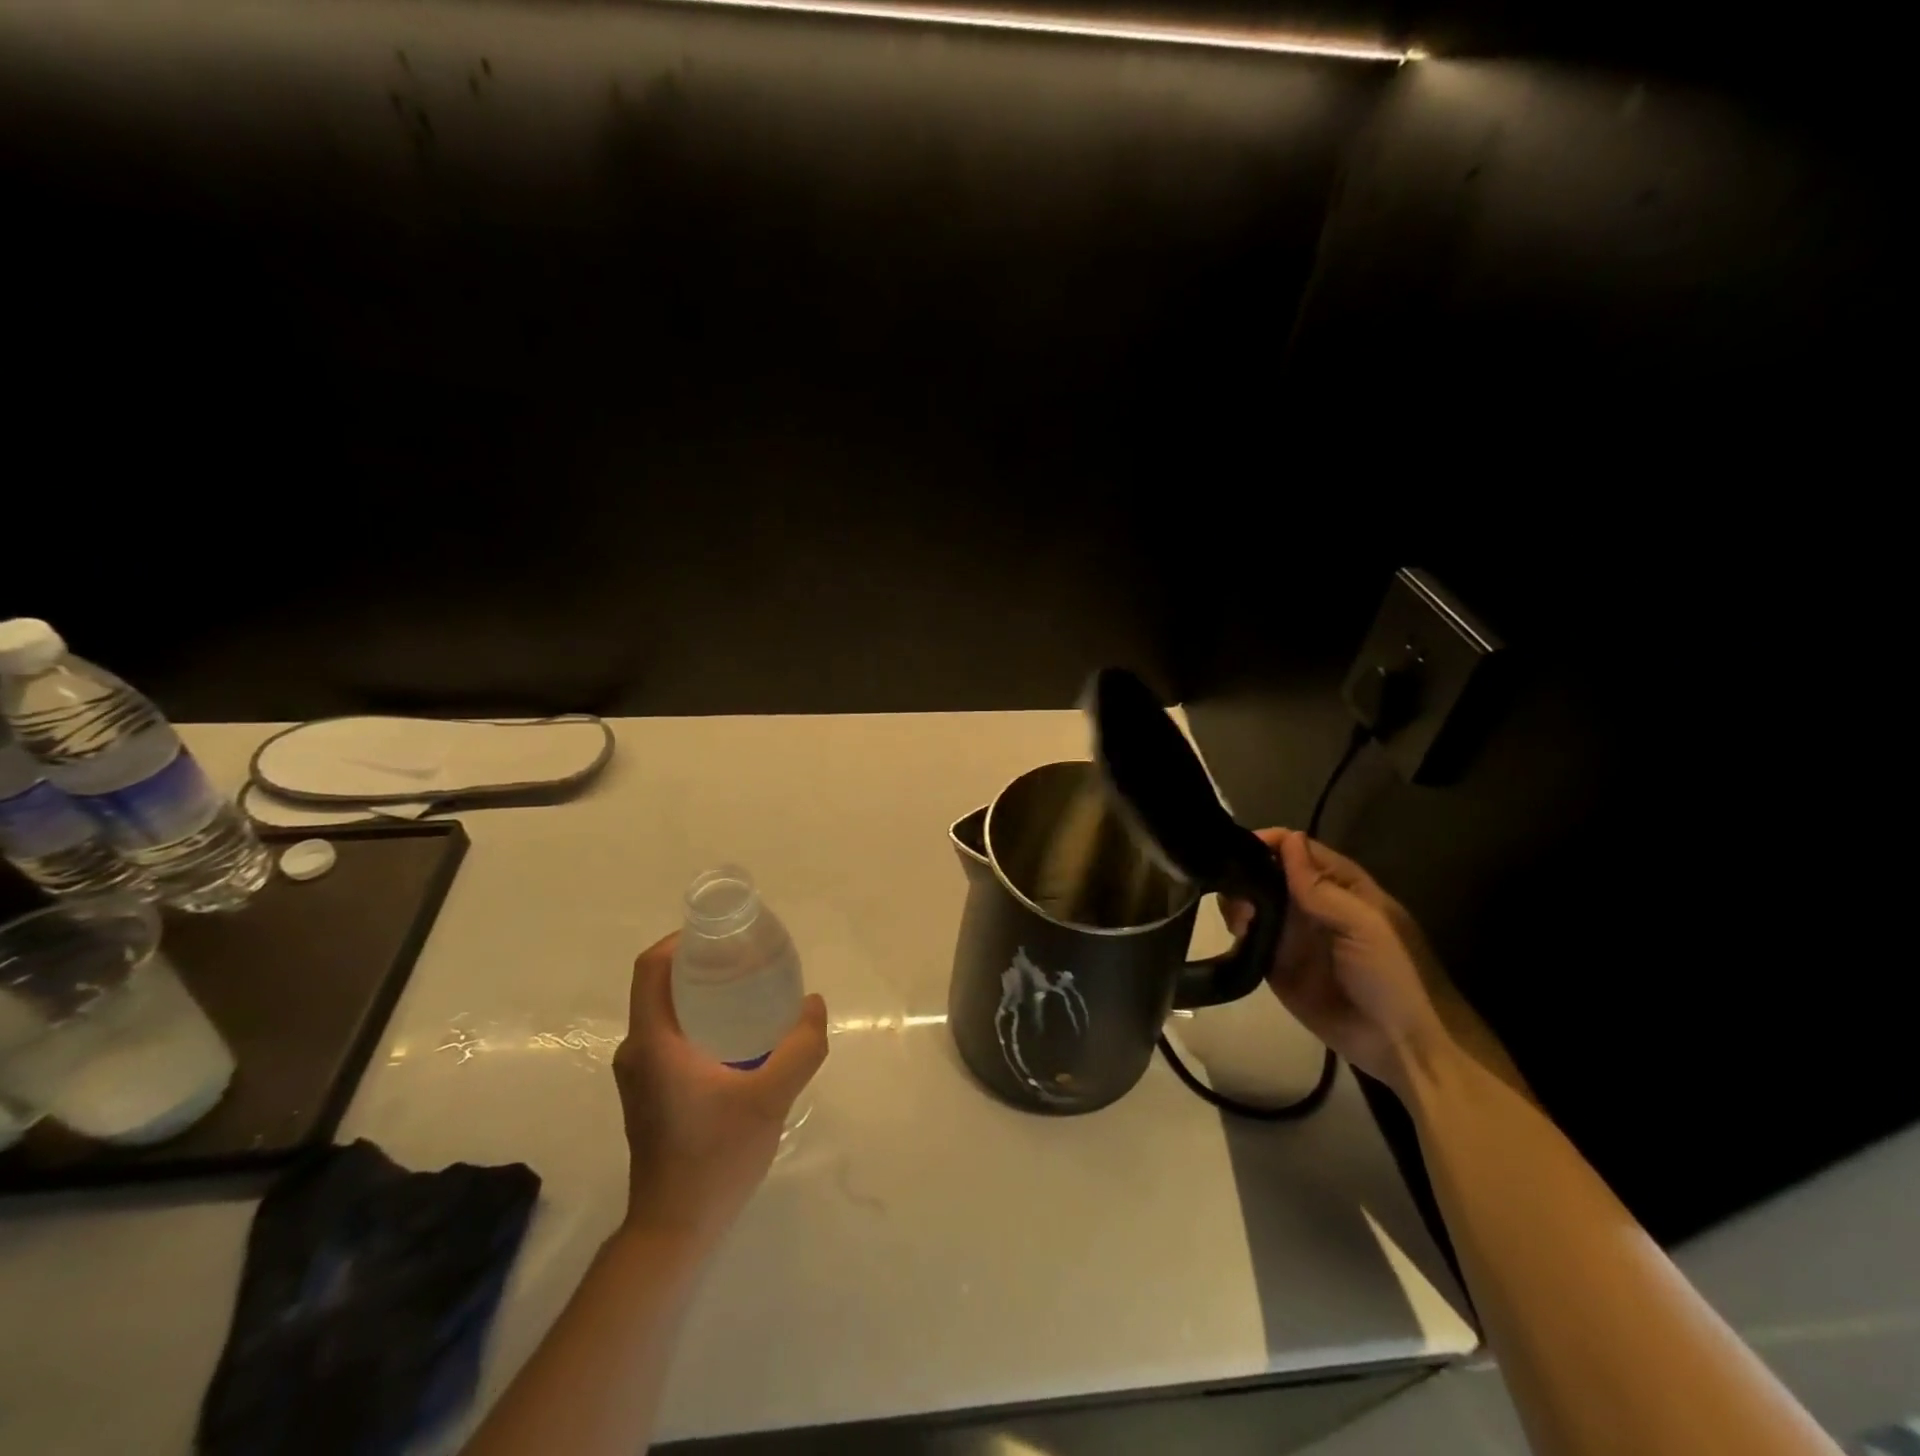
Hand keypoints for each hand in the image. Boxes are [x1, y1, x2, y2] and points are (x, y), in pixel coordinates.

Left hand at [612, 932, 827, 1248]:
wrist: (675, 1230)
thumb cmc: (715, 1158)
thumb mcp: (770, 1098)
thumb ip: (800, 1047)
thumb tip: (814, 1004)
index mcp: (652, 1043)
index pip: (651, 968)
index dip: (681, 940)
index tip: (722, 934)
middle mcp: (636, 1051)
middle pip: (660, 986)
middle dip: (701, 963)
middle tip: (748, 959)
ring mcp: (639, 1074)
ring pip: (666, 1012)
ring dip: (701, 993)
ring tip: (749, 990)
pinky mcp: (648, 1092)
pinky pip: (670, 1036)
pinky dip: (699, 1020)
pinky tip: (738, 1035)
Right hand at [1224, 829, 1449, 1094]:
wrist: (1405, 1046)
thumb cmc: (1396, 975)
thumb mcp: (1366, 924)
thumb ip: (1321, 887)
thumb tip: (1288, 839)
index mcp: (1340, 887)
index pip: (1298, 851)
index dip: (1270, 843)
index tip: (1237, 847)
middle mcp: (1311, 906)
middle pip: (1268, 874)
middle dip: (1246, 875)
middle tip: (1235, 892)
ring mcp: (1292, 937)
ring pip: (1253, 905)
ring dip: (1238, 904)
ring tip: (1239, 920)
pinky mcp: (1277, 967)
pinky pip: (1249, 942)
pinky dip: (1236, 934)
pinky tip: (1236, 936)